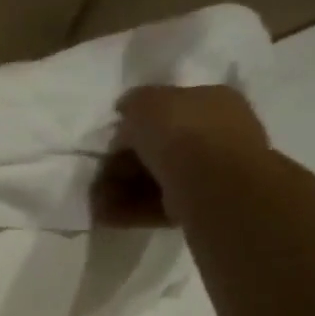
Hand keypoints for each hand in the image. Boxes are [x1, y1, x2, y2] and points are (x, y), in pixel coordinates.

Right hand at [93, 85, 271, 225]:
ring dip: (119, 188)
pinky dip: (130, 208)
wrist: (213, 184)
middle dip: (121, 163)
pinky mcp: (198, 203)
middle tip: (99, 174)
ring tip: (98, 201)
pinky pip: (157, 202)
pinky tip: (107, 215)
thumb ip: (133, 102)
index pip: (167, 109)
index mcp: (211, 100)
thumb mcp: (146, 102)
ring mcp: (209, 170)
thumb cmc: (181, 133)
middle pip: (156, 147)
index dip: (133, 124)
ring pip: (153, 176)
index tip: (111, 140)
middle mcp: (215, 133)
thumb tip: (127, 112)